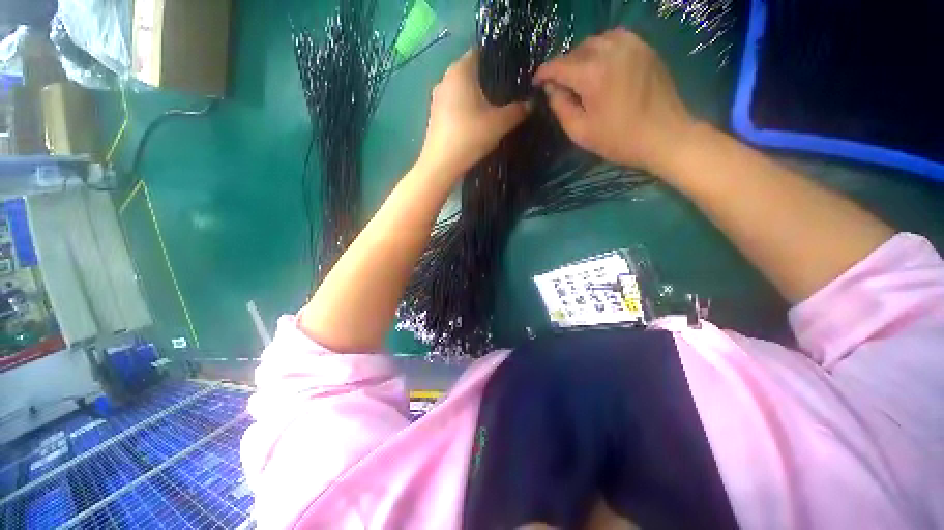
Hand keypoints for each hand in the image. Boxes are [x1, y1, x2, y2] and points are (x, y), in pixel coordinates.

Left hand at [419, 50, 529, 176]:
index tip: (513, 75)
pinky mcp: (435, 115)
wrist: (441, 164)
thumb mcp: (499, 123)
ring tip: (493, 109)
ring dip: (477, 97)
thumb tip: (531, 104)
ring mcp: (437, 98)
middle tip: (507, 94)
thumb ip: (517, 111)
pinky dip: (466, 109)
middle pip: (472, 72)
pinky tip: (475, 123)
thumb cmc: (470, 136)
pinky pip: (454, 104)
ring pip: (462, 90)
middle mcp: (445, 78)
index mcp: (460, 70)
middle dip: (489, 82)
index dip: (499, 62)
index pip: (482, 53)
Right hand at [534, 29, 697, 172]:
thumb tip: (551, 89)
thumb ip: (560, 107)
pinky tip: (602, 65)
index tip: (536, 82)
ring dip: (582, 55)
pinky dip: (603, 48)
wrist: (665, 136)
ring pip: (596, 41)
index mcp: (592, 74)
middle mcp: (610, 50)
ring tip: (580, 75)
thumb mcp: (580, 132)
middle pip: (576, 50)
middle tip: (560, 85)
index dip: (543, 73)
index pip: (558, 65)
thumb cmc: (619, 140)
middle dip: (563, 65)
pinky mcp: (645, 48)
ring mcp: (631, 45)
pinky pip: (616, 38)